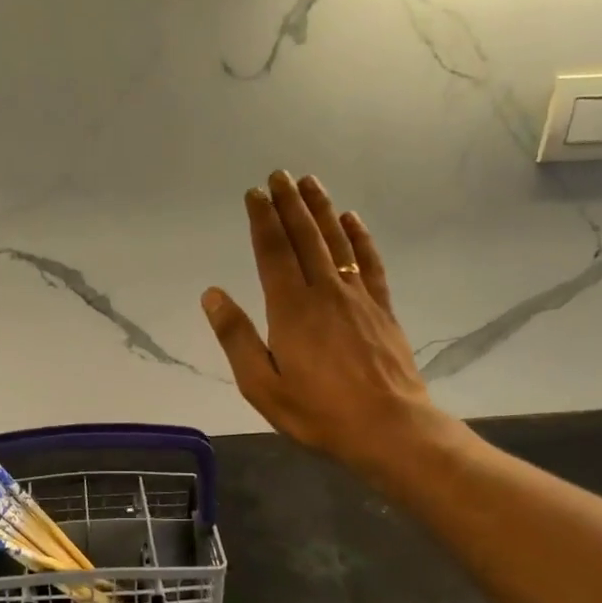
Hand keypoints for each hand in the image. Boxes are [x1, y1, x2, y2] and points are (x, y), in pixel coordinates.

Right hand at [201, 171, 449, 483]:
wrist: (389, 428)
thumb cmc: (318, 411)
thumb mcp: (262, 384)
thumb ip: (236, 338)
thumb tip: (212, 294)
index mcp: (290, 309)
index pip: (272, 252)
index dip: (261, 220)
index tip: (254, 193)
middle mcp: (324, 292)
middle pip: (304, 237)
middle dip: (289, 204)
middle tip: (278, 174)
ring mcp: (357, 297)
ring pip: (336, 242)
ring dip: (321, 210)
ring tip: (309, 182)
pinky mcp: (381, 309)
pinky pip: (369, 263)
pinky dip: (359, 237)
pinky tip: (352, 220)